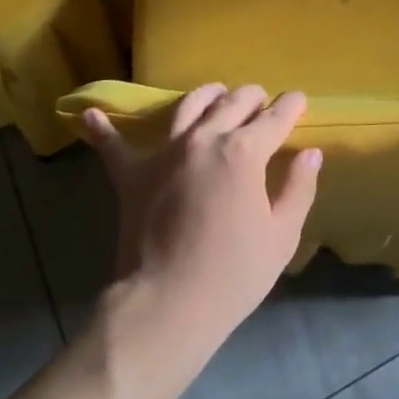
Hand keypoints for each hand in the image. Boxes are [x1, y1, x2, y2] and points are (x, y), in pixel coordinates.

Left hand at [83, 84, 321, 355]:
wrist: (166, 304)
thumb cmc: (233, 274)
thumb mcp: (282, 235)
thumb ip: (298, 188)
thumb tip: (310, 153)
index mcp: (244, 151)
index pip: (275, 117)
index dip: (291, 105)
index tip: (298, 99)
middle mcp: (204, 138)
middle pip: (233, 102)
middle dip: (253, 97)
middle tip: (262, 102)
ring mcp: (164, 152)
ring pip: (188, 105)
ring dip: (207, 95)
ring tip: (216, 95)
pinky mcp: (132, 173)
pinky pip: (113, 145)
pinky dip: (103, 128)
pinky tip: (89, 114)